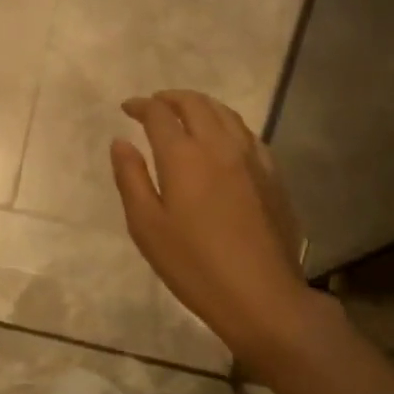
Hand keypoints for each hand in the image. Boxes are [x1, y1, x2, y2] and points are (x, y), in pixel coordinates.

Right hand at [111, 89, 326, 371]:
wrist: (261, 295)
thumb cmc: (193, 264)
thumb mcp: (146, 225)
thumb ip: (131, 178)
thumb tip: (121, 142)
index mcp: (184, 156)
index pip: (160, 114)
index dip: (142, 106)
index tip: (128, 108)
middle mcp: (220, 146)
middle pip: (196, 104)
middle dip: (172, 98)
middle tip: (155, 104)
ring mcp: (252, 159)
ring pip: (226, 114)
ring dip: (201, 106)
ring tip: (186, 113)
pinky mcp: (273, 176)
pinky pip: (248, 134)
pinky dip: (227, 125)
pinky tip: (223, 140)